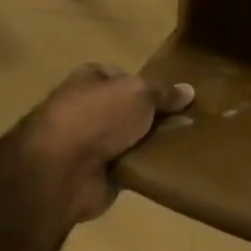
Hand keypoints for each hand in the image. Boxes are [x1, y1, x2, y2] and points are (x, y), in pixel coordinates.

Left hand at [6, 64, 193, 227]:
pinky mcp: (97, 174)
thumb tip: (189, 91)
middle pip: (130, 109)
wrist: (60, 171)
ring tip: (187, 144)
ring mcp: (90, 143)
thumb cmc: (98, 116)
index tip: (176, 96)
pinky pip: (131, 167)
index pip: (124, 76)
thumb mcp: (140, 92)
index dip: (150, 84)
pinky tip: (171, 167)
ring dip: (153, 144)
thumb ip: (164, 92)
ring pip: (132, 139)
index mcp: (91, 79)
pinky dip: (146, 168)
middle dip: (155, 116)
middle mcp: (87, 108)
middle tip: (189, 121)